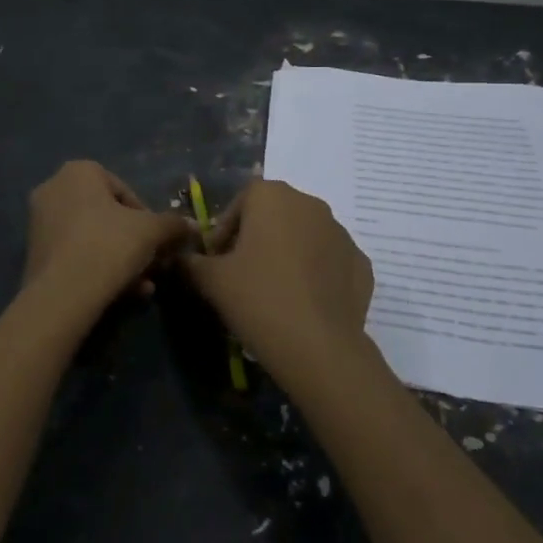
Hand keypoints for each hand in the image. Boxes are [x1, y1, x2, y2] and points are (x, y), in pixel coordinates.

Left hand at [23, 161, 189, 315]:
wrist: (63, 293)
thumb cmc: (110, 245)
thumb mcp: (153, 231)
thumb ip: (173, 224)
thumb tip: (192, 226)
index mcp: (79, 171)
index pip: (125, 191)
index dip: (147, 218)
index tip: (159, 241)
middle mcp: (53, 188)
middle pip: (108, 216)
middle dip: (134, 242)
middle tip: (152, 265)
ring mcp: (39, 221)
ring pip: (93, 238)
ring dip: (121, 259)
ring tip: (142, 286)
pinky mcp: (33, 253)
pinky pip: (76, 254)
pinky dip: (99, 268)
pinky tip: (121, 293)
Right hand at [179, 179, 374, 386]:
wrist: (318, 346)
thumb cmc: (257, 299)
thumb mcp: (211, 280)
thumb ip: (191, 262)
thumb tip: (180, 258)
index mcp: (272, 196)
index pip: (240, 202)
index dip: (224, 231)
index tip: (216, 261)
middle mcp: (310, 204)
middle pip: (274, 215)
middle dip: (256, 239)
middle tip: (241, 275)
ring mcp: (341, 233)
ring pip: (304, 236)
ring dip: (287, 254)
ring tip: (273, 291)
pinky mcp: (362, 263)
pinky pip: (329, 261)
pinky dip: (315, 274)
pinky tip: (303, 303)